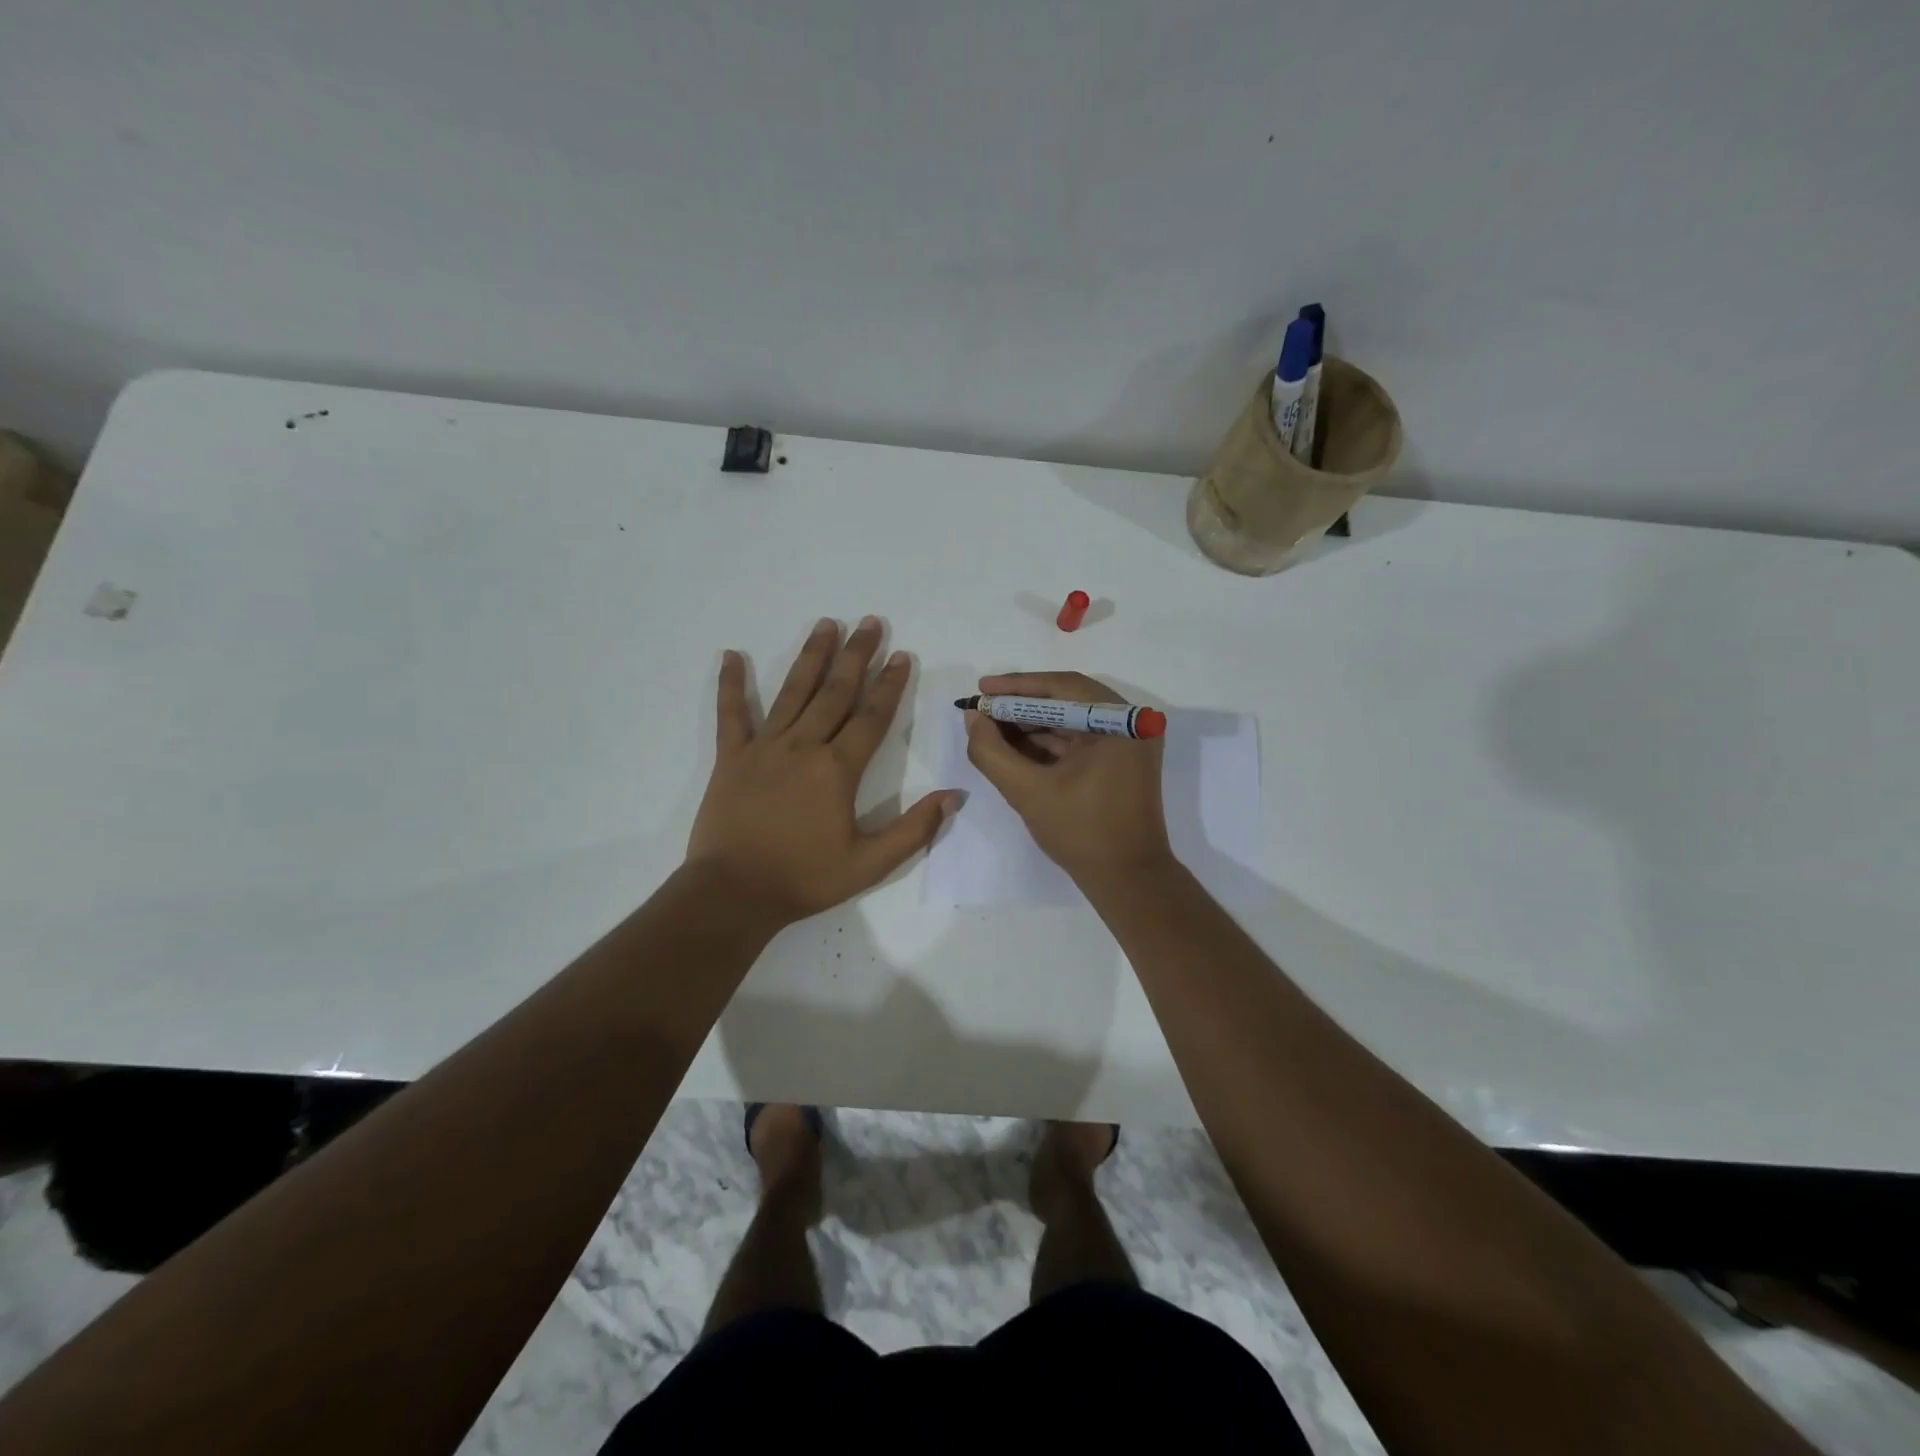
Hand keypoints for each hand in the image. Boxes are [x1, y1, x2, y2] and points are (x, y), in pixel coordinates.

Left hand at [688, 616, 958, 924]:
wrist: (734, 894)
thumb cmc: (804, 879)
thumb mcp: (870, 864)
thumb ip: (914, 829)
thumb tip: (954, 795)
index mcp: (837, 770)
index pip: (872, 717)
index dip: (890, 684)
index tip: (901, 654)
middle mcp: (803, 746)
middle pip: (835, 692)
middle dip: (856, 655)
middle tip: (870, 622)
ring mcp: (764, 748)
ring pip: (792, 692)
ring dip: (811, 656)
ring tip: (826, 624)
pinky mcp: (731, 758)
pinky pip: (731, 714)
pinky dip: (731, 684)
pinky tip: (731, 655)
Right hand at [964, 671, 1172, 886]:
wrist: (1128, 880)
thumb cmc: (1081, 832)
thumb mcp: (1027, 791)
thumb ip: (992, 752)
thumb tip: (974, 718)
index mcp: (1120, 722)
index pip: (1062, 687)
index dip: (1017, 686)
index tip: (981, 689)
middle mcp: (1130, 724)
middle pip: (1067, 701)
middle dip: (1021, 706)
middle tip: (983, 709)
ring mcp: (1128, 743)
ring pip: (1071, 721)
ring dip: (1031, 725)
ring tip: (990, 728)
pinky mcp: (1120, 762)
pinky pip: (1079, 740)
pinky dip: (1047, 743)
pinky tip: (1014, 747)